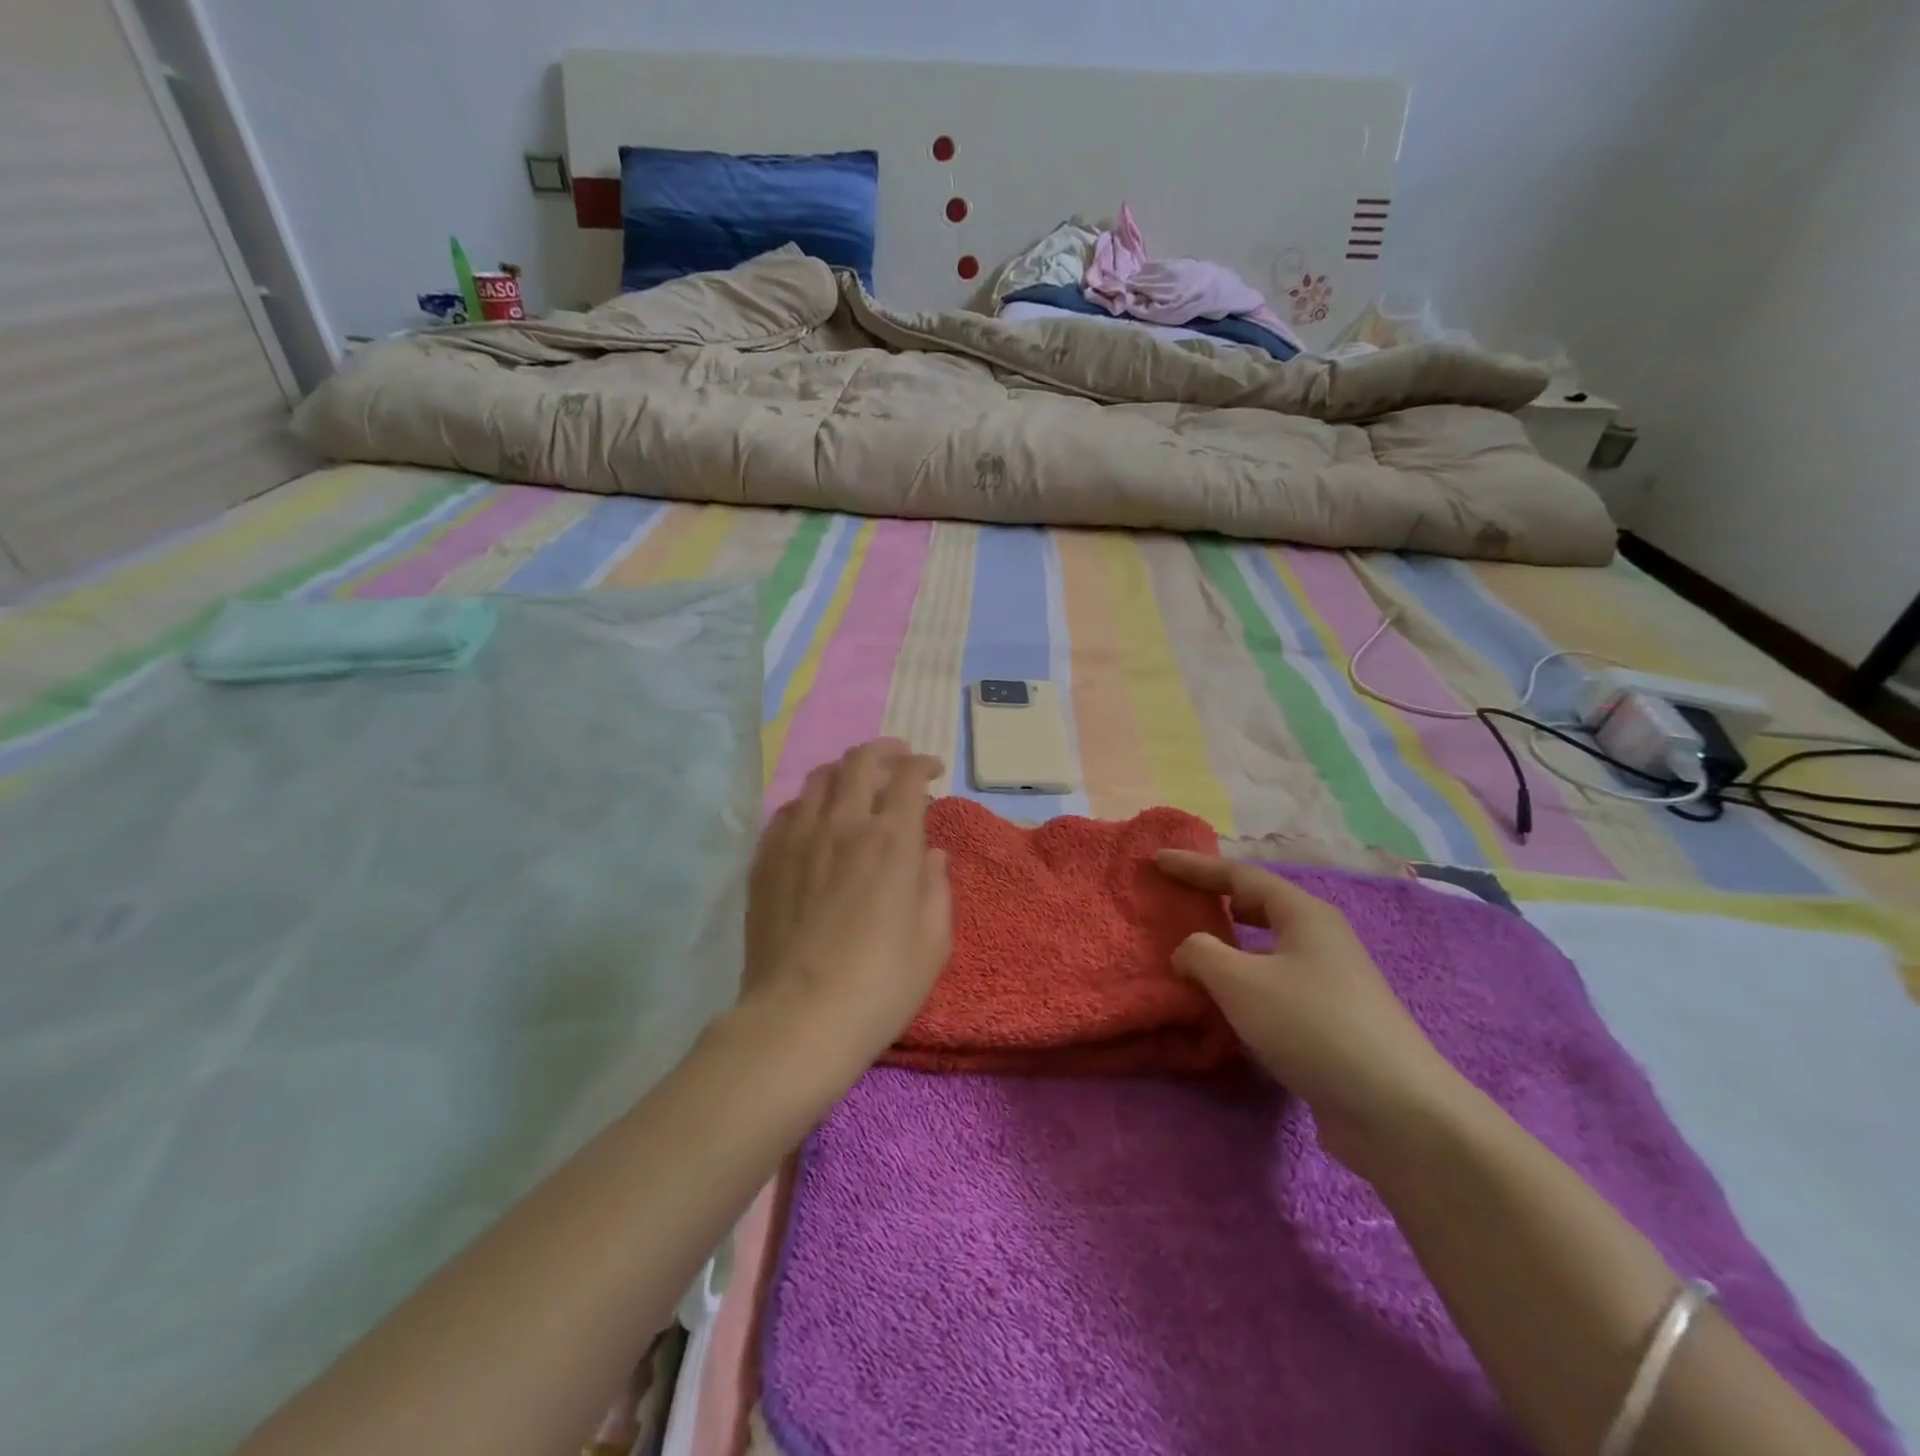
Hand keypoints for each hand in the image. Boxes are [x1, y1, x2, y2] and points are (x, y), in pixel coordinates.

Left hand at [740, 739, 951, 1077]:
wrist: (799, 1018)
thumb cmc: (880, 984)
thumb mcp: (933, 941)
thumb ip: (937, 887)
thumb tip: (932, 855)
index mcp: (891, 839)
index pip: (908, 777)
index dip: (923, 764)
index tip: (933, 770)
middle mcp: (843, 824)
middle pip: (860, 762)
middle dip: (886, 751)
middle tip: (898, 759)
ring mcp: (797, 838)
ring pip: (819, 779)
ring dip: (845, 771)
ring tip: (856, 783)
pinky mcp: (765, 859)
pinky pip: (788, 810)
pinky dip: (811, 802)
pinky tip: (816, 820)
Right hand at [1154, 851, 1463, 1168]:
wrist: (1395, 1110)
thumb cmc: (1312, 1025)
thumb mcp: (1241, 981)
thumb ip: (1201, 954)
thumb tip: (1188, 951)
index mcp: (1304, 915)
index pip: (1240, 875)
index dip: (1195, 866)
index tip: (1157, 860)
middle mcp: (1320, 940)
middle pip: (1259, 907)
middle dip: (1216, 902)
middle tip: (1177, 903)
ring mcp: (1331, 983)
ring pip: (1267, 951)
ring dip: (1229, 949)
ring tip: (1191, 955)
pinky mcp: (1331, 1024)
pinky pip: (1275, 989)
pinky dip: (1243, 987)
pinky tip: (1223, 1009)